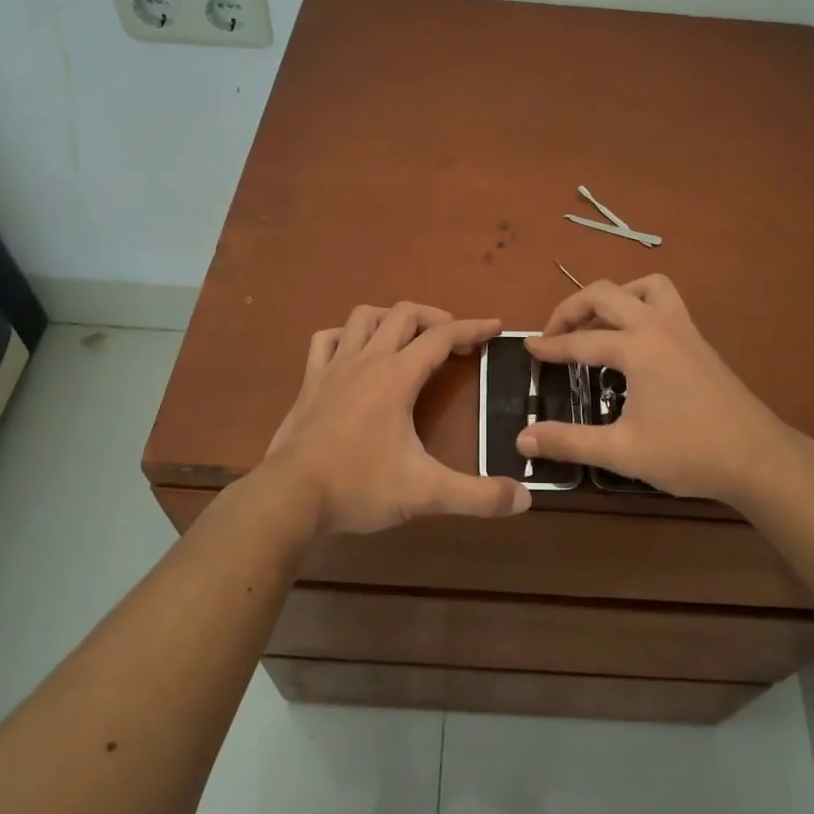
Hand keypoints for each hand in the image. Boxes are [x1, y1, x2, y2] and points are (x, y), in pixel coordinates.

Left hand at [263, 303, 530, 534]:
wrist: (289, 497)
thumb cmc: (359, 487)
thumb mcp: (425, 493)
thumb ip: (477, 496)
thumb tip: (524, 499)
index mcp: (397, 377)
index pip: (442, 337)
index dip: (473, 328)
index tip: (496, 327)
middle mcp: (366, 360)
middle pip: (404, 314)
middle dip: (435, 318)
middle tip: (455, 340)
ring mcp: (333, 368)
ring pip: (363, 317)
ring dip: (391, 318)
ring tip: (408, 337)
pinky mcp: (310, 382)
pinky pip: (326, 340)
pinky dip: (345, 336)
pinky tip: (354, 352)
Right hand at [518, 276, 803, 509]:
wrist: (758, 458)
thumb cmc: (688, 453)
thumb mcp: (622, 451)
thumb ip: (569, 442)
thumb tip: (523, 439)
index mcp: (637, 347)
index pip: (581, 341)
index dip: (550, 346)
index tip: (527, 349)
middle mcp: (658, 325)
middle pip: (605, 293)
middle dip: (571, 308)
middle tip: (554, 334)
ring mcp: (683, 328)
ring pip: (644, 286)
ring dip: (614, 297)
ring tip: (597, 325)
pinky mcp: (699, 340)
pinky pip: (665, 301)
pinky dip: (640, 305)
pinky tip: (635, 341)